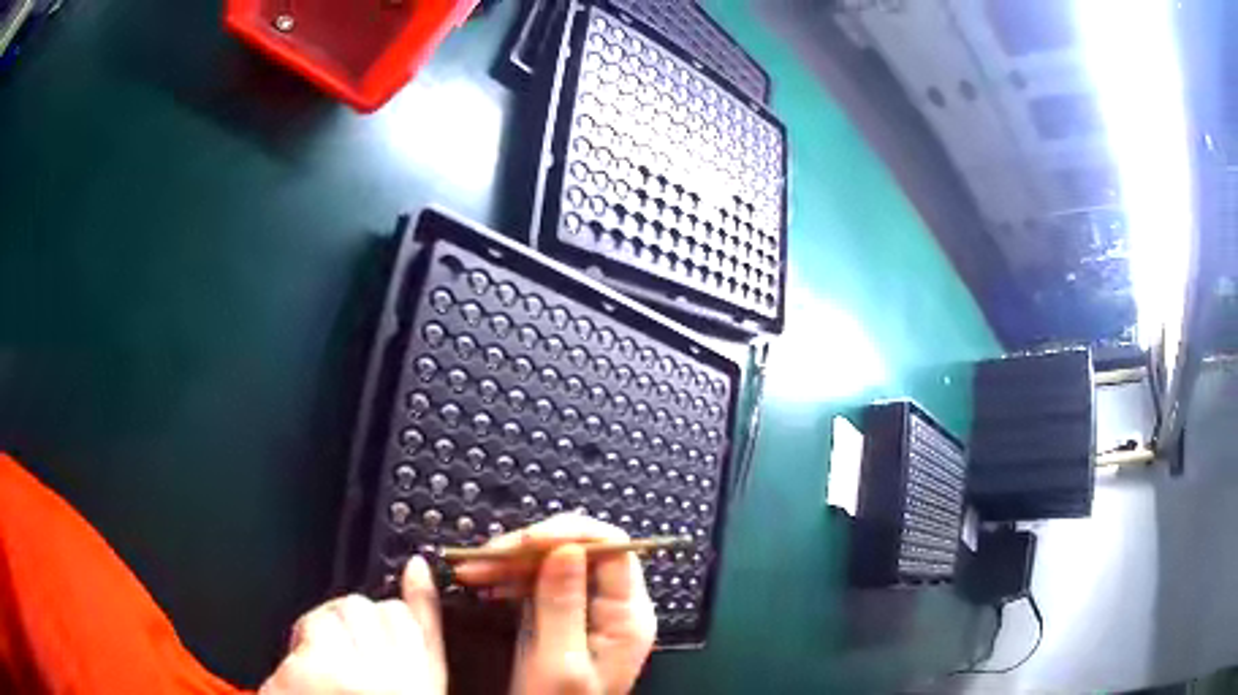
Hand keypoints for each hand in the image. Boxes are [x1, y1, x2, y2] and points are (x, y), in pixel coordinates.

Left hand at [260, 556, 446, 694]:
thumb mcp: (420, 692)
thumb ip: (422, 636)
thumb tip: (418, 569)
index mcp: (419, 684)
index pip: (403, 616)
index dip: (388, 622)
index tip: (382, 623)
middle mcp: (382, 676)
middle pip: (359, 607)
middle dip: (349, 627)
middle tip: (347, 663)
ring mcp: (334, 674)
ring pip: (322, 616)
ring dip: (318, 640)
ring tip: (325, 679)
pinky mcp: (294, 675)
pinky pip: (292, 645)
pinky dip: (294, 666)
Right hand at [454, 514, 657, 694]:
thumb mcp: (559, 663)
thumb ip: (563, 606)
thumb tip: (567, 546)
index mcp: (627, 615)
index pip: (612, 548)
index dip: (568, 534)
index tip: (522, 543)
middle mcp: (612, 606)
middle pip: (578, 551)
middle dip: (527, 548)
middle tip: (482, 559)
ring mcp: (585, 610)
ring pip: (552, 564)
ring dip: (510, 562)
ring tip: (470, 571)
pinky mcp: (560, 617)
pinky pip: (537, 583)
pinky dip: (508, 578)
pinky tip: (483, 583)